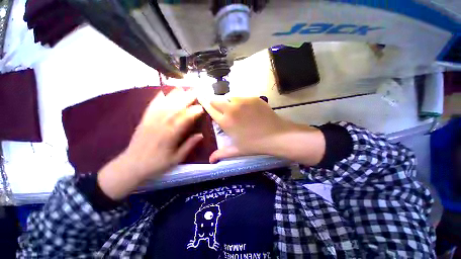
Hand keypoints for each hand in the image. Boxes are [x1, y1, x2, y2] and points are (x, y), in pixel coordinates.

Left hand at [98, 89, 203, 199]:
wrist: (131, 166)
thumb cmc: (157, 164)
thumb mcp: (176, 159)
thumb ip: (189, 145)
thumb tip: (201, 135)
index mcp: (169, 136)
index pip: (184, 120)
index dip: (193, 112)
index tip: (202, 107)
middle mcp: (160, 125)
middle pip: (175, 108)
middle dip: (186, 99)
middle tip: (196, 91)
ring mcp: (150, 121)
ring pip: (164, 105)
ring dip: (174, 95)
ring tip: (183, 88)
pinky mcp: (144, 120)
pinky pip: (151, 106)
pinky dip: (157, 98)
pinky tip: (163, 92)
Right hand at [199, 96, 324, 164]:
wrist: (276, 136)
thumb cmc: (254, 144)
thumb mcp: (237, 150)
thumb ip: (221, 154)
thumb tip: (210, 160)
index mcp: (225, 122)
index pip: (210, 109)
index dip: (204, 104)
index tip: (201, 99)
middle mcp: (231, 109)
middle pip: (217, 100)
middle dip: (215, 103)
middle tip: (220, 109)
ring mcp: (243, 101)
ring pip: (230, 97)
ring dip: (229, 103)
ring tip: (236, 111)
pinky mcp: (253, 98)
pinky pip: (242, 97)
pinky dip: (241, 102)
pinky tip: (248, 110)